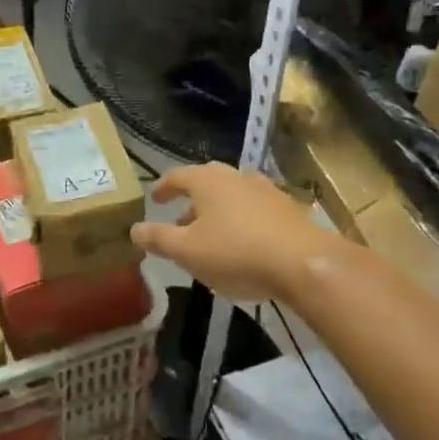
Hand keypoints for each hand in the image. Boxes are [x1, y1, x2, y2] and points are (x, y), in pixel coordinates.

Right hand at [131, 162, 341, 301]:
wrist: (304, 263)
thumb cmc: (236, 253)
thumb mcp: (187, 251)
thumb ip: (158, 238)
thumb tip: (134, 229)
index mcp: (208, 181)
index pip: (177, 176)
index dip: (162, 187)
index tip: (154, 199)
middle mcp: (236, 177)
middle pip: (207, 180)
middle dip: (191, 198)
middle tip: (180, 217)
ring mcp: (265, 190)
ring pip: (232, 194)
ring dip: (217, 210)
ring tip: (210, 234)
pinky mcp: (288, 208)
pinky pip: (254, 208)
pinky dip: (241, 219)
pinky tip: (243, 242)